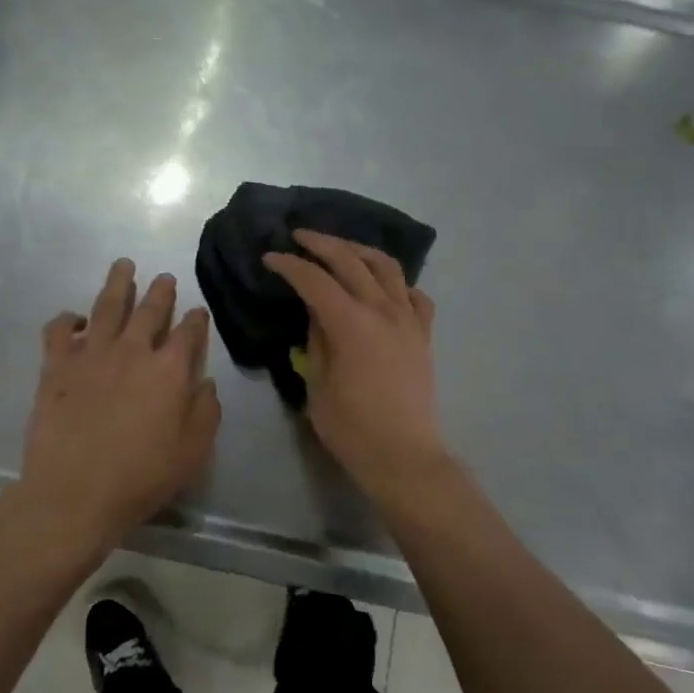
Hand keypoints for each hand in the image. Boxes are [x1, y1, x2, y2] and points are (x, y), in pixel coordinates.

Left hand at [19, 259, 221, 550]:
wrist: (75, 492)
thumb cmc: (142, 476)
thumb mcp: (193, 451)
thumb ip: (206, 412)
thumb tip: (205, 382)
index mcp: (169, 370)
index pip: (189, 333)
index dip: (196, 320)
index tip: (198, 311)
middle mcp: (132, 350)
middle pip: (149, 310)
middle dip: (160, 291)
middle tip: (164, 277)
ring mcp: (91, 353)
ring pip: (106, 306)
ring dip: (118, 283)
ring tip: (123, 265)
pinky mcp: (56, 366)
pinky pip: (59, 329)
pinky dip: (67, 319)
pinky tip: (74, 318)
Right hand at [263, 230, 445, 494]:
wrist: (403, 455)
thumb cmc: (351, 427)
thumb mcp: (317, 383)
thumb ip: (316, 339)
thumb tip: (315, 311)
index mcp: (351, 324)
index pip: (315, 280)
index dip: (290, 265)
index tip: (270, 257)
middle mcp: (383, 311)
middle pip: (351, 261)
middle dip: (322, 244)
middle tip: (299, 236)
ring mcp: (409, 320)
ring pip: (387, 267)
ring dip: (360, 251)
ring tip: (340, 248)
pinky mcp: (423, 335)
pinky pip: (414, 295)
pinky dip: (396, 282)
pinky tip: (383, 286)